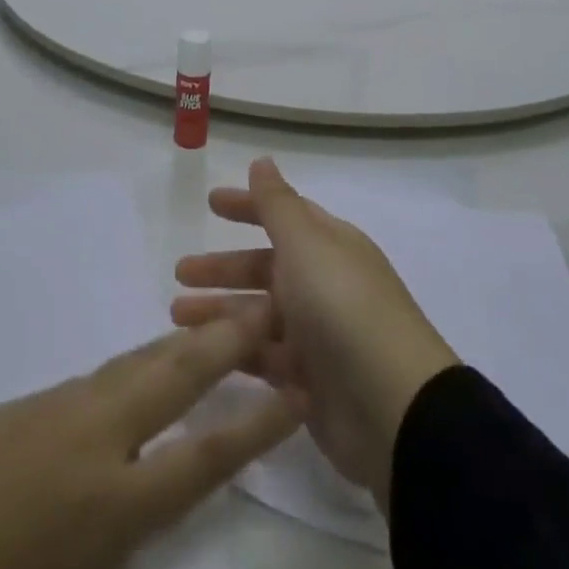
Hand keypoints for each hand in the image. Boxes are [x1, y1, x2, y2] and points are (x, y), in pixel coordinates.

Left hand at [0, 312, 299, 568]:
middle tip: (266, 307)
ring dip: (179, 344)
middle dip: (226, 339)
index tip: (296, 391)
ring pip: (133, 363)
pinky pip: (93, 378)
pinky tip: (135, 372)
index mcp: (109, 503)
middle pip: (174, 373)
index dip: (256, 424)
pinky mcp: (19, 401)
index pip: (204, 454)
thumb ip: (110, 529)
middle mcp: (92, 440)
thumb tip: (137, 484)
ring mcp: (53, 409)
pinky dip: (130, 367)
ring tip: (214, 328)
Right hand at [172, 159, 457, 511]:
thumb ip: (277, 204)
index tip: (210, 203)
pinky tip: (205, 356)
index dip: (247, 207)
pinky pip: (264, 358)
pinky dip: (237, 352)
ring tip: (177, 316)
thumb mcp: (306, 244)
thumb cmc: (343, 307)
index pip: (282, 216)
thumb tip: (263, 161)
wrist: (392, 407)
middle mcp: (322, 284)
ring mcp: (317, 336)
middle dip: (223, 267)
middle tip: (180, 273)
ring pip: (258, 315)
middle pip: (264, 268)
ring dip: (221, 312)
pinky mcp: (308, 384)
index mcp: (328, 245)